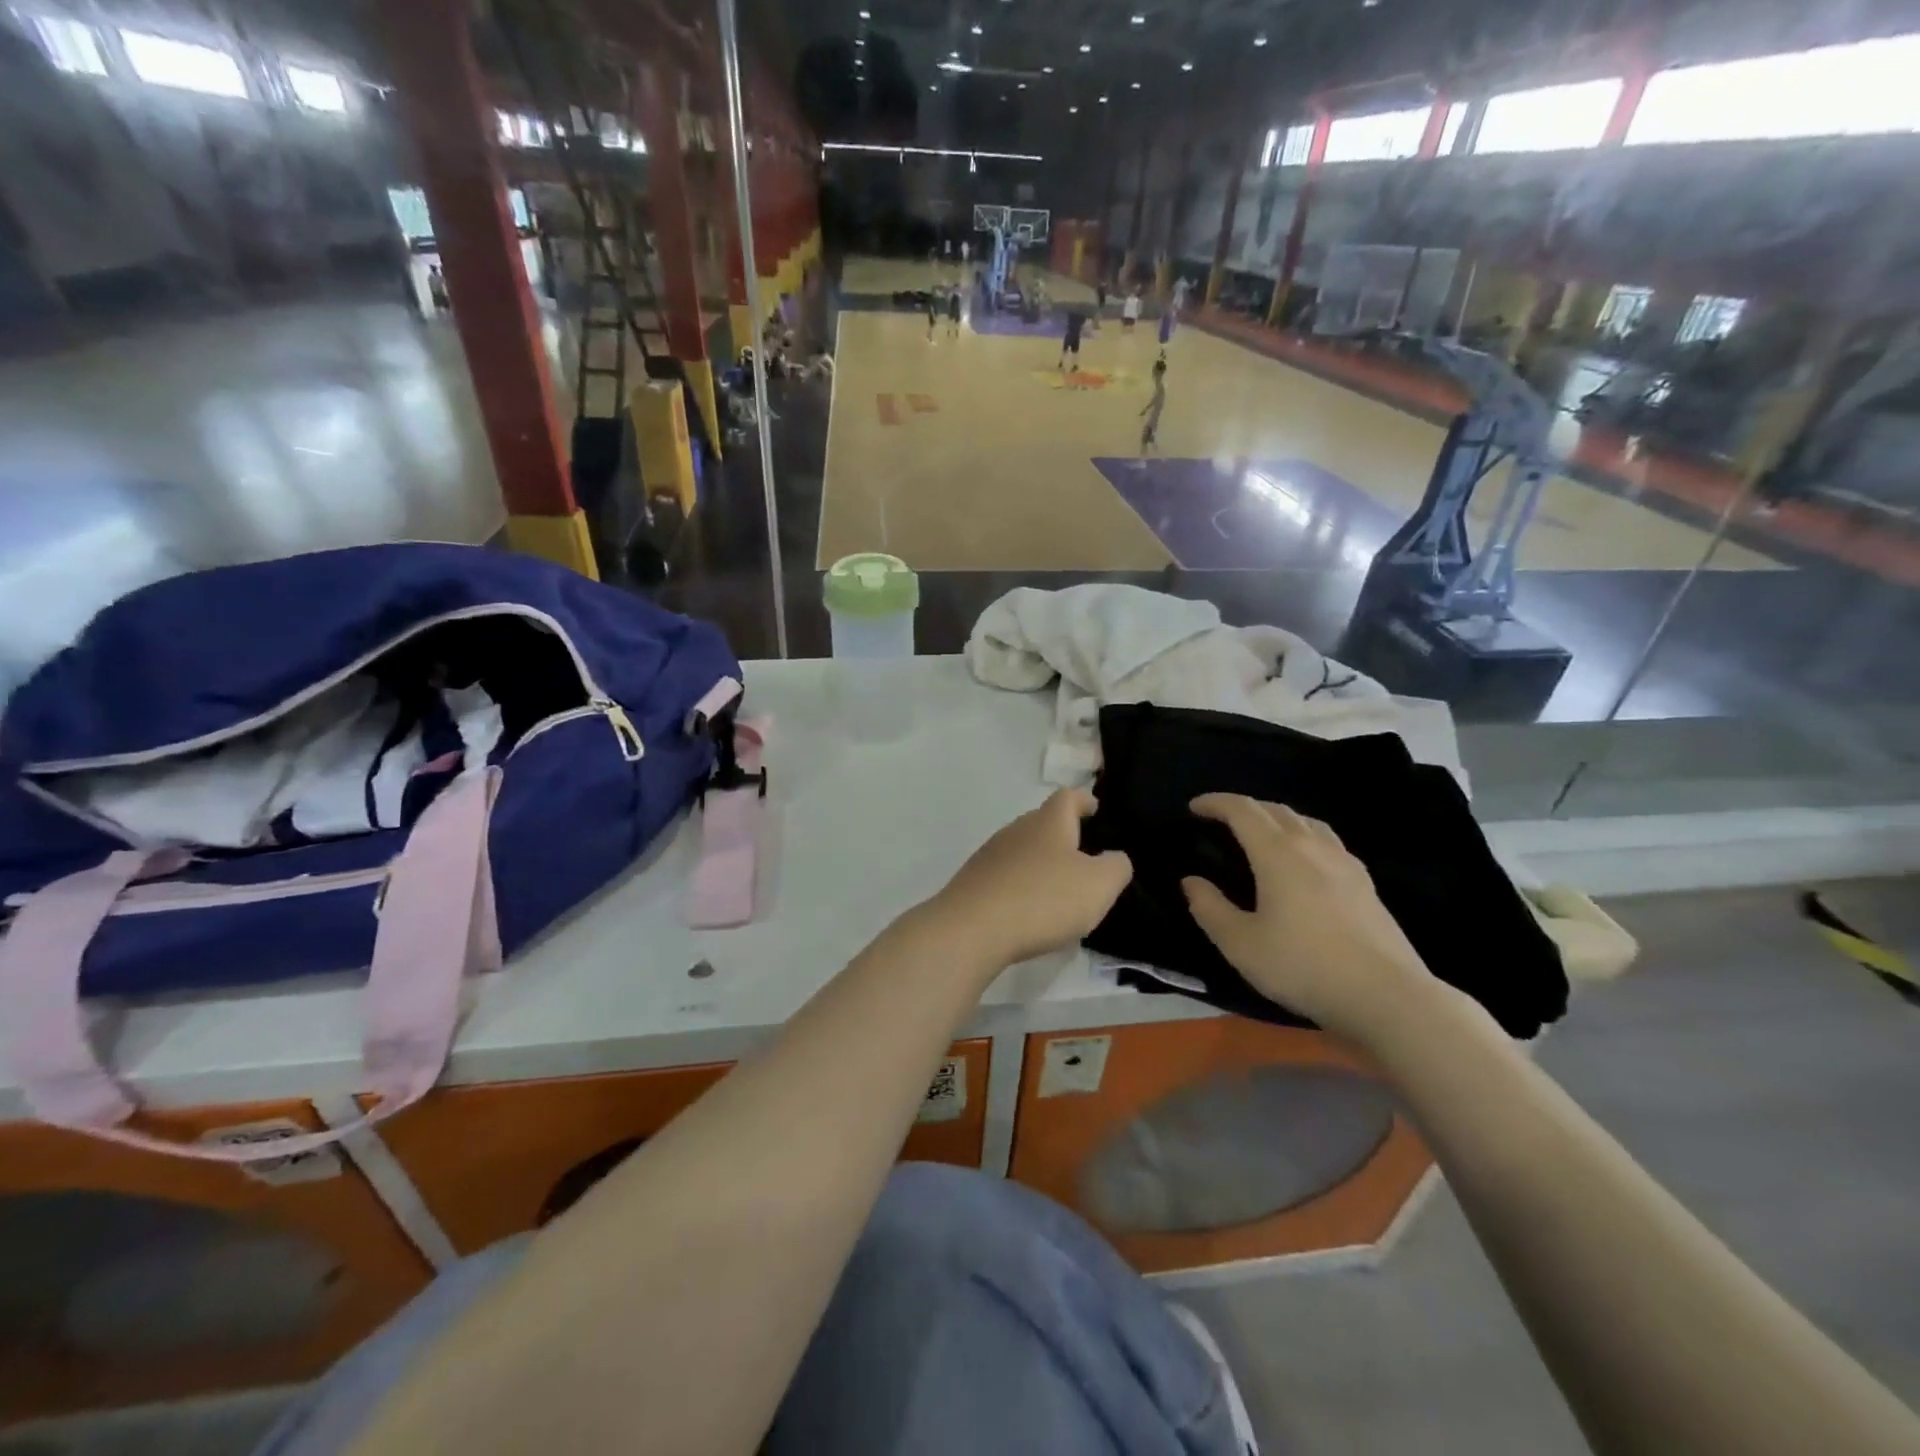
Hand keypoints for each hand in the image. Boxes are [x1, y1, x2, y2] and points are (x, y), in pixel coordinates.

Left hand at [926, 790, 1131, 968]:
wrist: (972, 929)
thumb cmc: (1043, 899)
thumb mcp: (1098, 885)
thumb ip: (1116, 867)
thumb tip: (1114, 858)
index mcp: (1048, 822)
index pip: (1067, 797)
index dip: (1083, 800)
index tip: (1094, 808)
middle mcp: (1016, 829)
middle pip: (1042, 822)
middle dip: (1063, 834)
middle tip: (1083, 855)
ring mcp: (990, 855)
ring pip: (1022, 849)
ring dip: (1041, 861)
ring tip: (1059, 885)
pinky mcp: (974, 881)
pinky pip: (1006, 875)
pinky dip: (1022, 884)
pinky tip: (1029, 908)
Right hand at [1180, 795, 1440, 1047]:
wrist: (1387, 996)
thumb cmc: (1304, 966)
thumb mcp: (1240, 945)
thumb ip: (1210, 909)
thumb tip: (1191, 882)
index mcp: (1277, 854)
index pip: (1242, 811)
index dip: (1216, 803)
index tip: (1194, 807)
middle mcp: (1312, 847)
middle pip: (1275, 810)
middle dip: (1244, 807)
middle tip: (1222, 819)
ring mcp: (1344, 863)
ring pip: (1306, 821)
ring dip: (1277, 818)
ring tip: (1262, 833)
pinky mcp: (1366, 884)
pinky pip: (1328, 841)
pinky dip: (1305, 836)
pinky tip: (1305, 861)